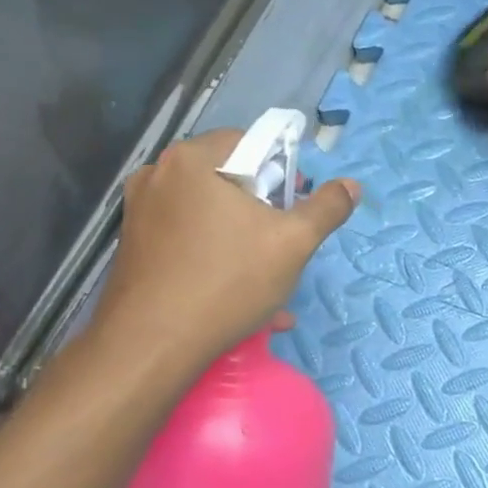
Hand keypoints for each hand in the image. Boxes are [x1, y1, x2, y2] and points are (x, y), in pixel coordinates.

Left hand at [89, 129, 358, 371]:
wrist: (151, 345)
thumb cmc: (228, 281)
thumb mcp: (294, 242)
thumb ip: (327, 208)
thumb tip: (351, 185)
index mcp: (192, 160)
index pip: (249, 142)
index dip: (281, 171)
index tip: (295, 206)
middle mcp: (158, 176)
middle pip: (229, 179)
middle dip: (265, 210)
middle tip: (285, 243)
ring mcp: (141, 212)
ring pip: (211, 215)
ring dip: (246, 240)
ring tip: (271, 280)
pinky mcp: (135, 247)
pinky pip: (190, 241)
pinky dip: (218, 258)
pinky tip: (242, 298)